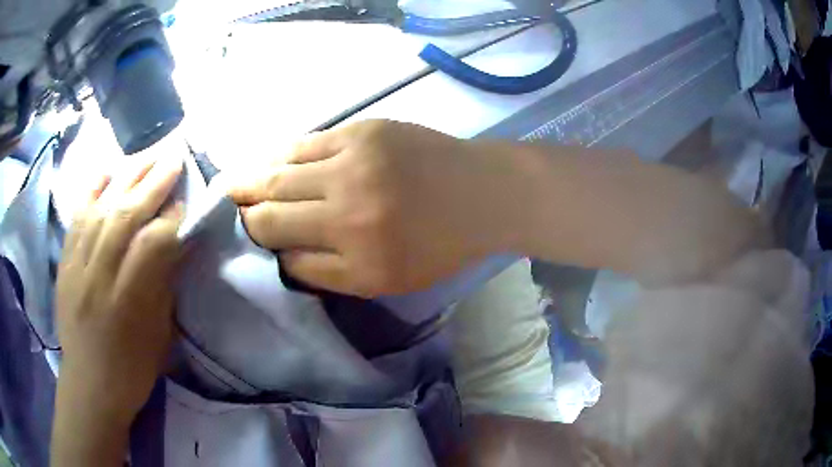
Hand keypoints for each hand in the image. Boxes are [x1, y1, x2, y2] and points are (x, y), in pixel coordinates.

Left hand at [56, 156, 183, 427]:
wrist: (89, 384)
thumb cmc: (132, 370)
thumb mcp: (158, 337)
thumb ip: (163, 286)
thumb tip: (174, 245)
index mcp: (128, 304)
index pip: (151, 246)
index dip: (171, 220)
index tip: (185, 203)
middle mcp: (98, 278)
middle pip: (125, 218)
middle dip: (152, 184)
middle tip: (173, 157)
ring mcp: (76, 267)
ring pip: (100, 210)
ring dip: (126, 178)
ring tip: (146, 156)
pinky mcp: (64, 263)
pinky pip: (76, 218)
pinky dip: (91, 190)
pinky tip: (106, 170)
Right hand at [229, 120, 521, 296]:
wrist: (482, 192)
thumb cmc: (438, 244)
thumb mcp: (384, 279)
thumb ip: (326, 273)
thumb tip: (281, 255)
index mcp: (354, 251)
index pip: (281, 245)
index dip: (258, 241)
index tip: (247, 237)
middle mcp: (345, 205)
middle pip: (271, 207)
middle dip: (244, 210)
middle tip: (227, 208)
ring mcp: (352, 160)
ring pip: (280, 171)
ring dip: (252, 179)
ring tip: (233, 184)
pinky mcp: (362, 130)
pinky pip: (305, 142)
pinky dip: (281, 154)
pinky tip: (269, 160)